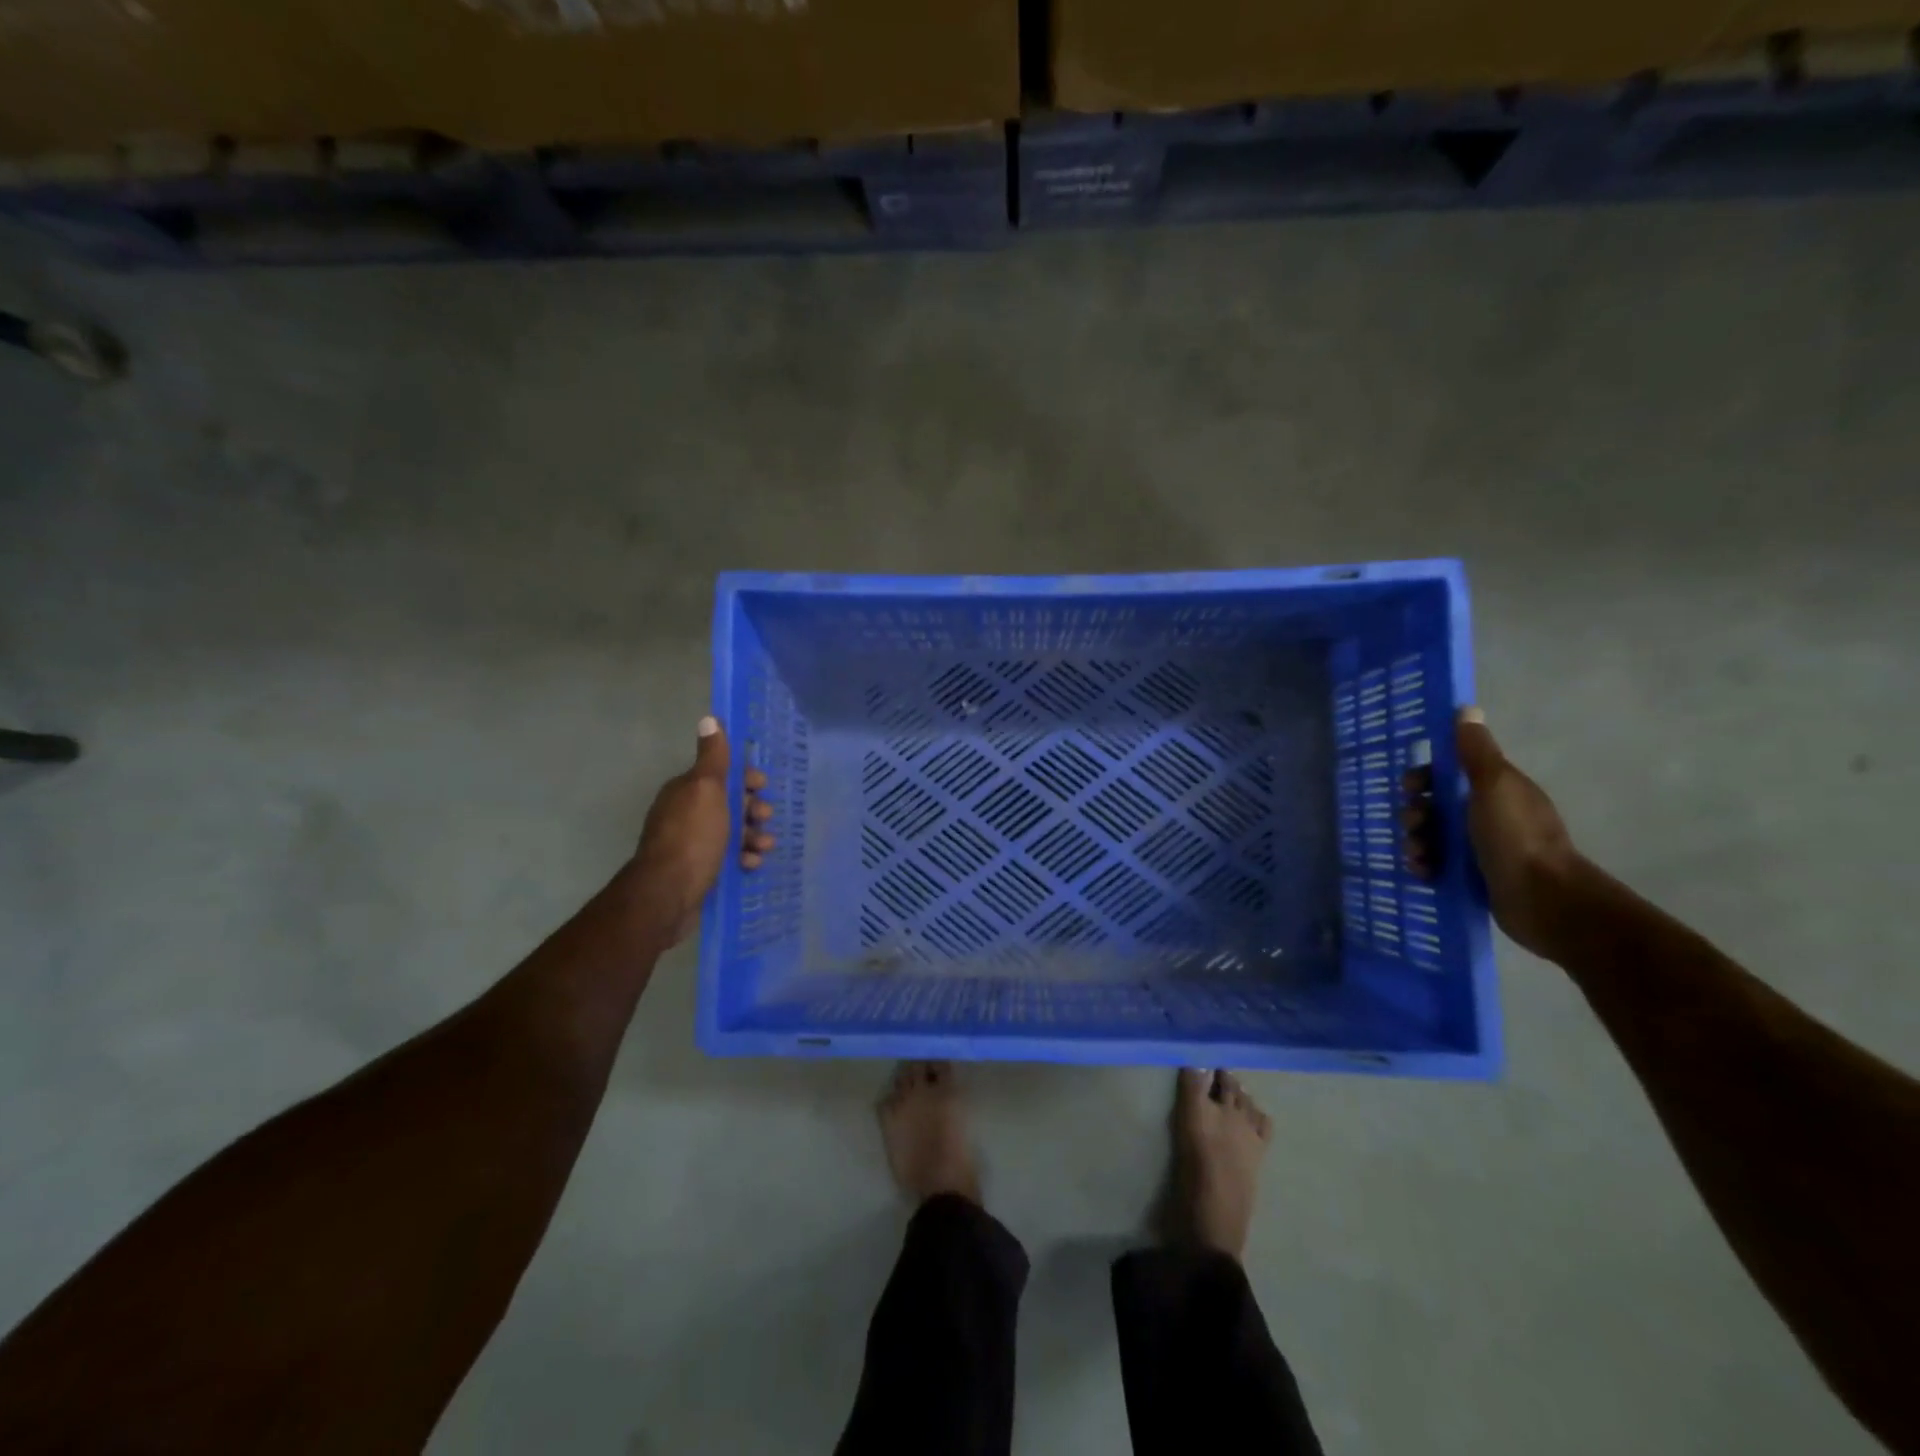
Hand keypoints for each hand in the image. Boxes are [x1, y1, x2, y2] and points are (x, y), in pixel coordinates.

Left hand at [632, 717, 778, 946]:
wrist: (668, 893)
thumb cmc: (693, 836)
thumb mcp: (706, 789)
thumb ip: (713, 757)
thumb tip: (709, 718)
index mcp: (686, 790)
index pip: (720, 774)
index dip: (745, 778)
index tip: (762, 787)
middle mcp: (685, 813)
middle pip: (728, 803)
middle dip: (753, 808)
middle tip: (766, 818)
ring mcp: (690, 844)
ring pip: (730, 832)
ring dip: (752, 835)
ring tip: (765, 846)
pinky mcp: (698, 871)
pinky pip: (727, 857)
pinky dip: (743, 857)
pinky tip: (752, 864)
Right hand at [1404, 708, 1580, 957]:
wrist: (1544, 900)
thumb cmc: (1516, 836)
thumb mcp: (1493, 785)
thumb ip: (1475, 750)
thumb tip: (1466, 709)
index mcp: (1493, 789)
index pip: (1447, 774)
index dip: (1423, 778)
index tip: (1411, 788)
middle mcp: (1487, 815)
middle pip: (1434, 806)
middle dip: (1415, 814)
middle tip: (1415, 826)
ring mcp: (1480, 848)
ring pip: (1431, 836)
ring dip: (1416, 841)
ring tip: (1419, 856)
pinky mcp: (1473, 877)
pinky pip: (1437, 864)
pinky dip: (1425, 866)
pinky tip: (1424, 872)